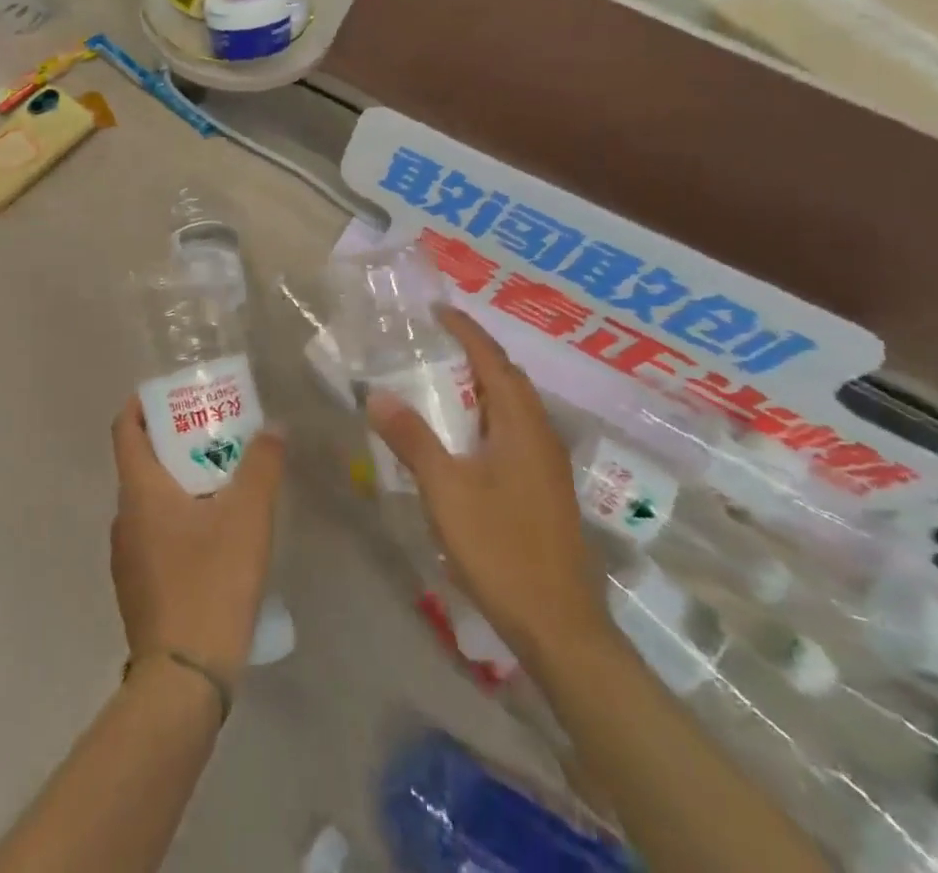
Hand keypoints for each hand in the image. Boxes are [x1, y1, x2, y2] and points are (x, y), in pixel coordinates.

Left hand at [110, 400, 284, 688]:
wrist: (183, 680)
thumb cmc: (210, 582)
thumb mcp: (247, 517)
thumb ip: (262, 466)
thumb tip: (273, 428)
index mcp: (139, 491)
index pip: (126, 429)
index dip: (143, 404)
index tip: (173, 395)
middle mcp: (123, 518)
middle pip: (142, 464)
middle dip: (177, 444)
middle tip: (217, 437)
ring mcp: (126, 557)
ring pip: (150, 503)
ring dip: (181, 485)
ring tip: (224, 485)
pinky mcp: (138, 589)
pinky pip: (155, 537)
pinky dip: (179, 522)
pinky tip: (215, 540)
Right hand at [366, 306, 605, 646]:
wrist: (560, 625)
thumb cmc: (501, 548)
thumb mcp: (446, 490)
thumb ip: (412, 439)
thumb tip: (377, 394)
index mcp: (521, 425)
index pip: (493, 360)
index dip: (466, 331)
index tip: (438, 310)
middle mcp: (541, 435)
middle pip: (509, 379)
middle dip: (475, 354)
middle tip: (436, 342)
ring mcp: (549, 464)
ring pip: (514, 407)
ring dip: (483, 386)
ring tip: (445, 381)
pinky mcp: (546, 489)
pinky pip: (515, 432)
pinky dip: (488, 415)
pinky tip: (465, 438)